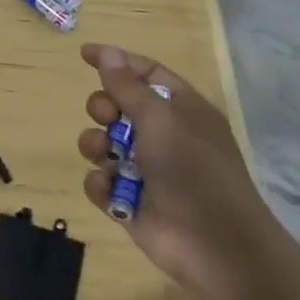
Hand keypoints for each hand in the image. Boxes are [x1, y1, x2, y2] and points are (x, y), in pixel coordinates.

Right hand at [76, 43, 273, 299]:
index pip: (146, 74)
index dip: (117, 62)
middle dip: (103, 107)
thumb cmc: (193, 169)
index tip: (84, 55)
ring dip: (97, 145)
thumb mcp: (160, 118)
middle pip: (118, 106)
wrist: (216, 247)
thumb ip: (127, 85)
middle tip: (106, 116)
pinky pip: (101, 183)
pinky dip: (102, 185)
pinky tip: (110, 191)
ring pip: (103, 143)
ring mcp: (146, 171)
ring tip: (105, 156)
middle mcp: (163, 136)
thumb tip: (108, 52)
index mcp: (182, 110)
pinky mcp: (130, 203)